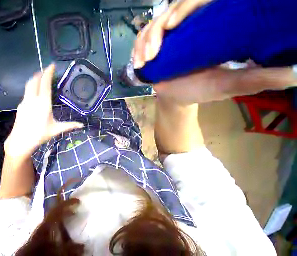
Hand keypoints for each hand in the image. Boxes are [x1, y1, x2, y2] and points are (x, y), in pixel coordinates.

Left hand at [4, 64, 83, 157]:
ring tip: (41, 79)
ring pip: (28, 85)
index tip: (52, 65)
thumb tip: (81, 125)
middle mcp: (33, 99)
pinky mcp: (20, 106)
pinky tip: (35, 93)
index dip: (48, 72)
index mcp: (43, 103)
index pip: (45, 83)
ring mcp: (25, 102)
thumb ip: (69, 125)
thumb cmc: (40, 134)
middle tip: (46, 71)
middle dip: (40, 73)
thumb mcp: (56, 129)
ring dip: (35, 79)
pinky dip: (31, 88)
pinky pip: (26, 93)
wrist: (21, 141)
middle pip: (34, 80)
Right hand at [132, 0, 295, 104]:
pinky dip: (137, 47)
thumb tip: (295, 73)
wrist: (177, 96)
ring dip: (144, 42)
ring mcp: (170, 35)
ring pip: (152, 24)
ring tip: (145, 61)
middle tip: (153, 53)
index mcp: (213, 27)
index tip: (172, 26)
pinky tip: (138, 61)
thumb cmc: (202, 90)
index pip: (197, 2)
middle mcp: (191, 26)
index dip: (183, 7)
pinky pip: (142, 37)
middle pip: (170, 10)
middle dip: (157, 30)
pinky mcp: (156, 45)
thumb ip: (260, 78)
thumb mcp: (232, 84)